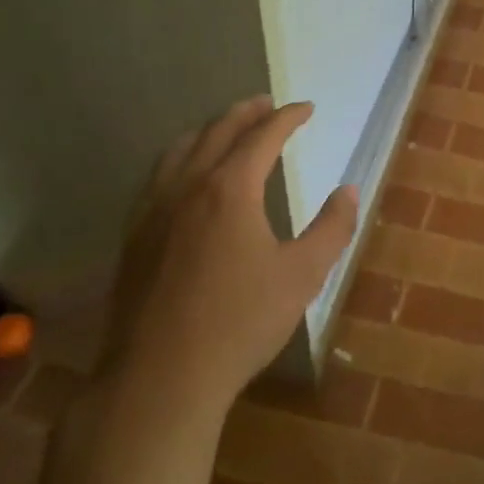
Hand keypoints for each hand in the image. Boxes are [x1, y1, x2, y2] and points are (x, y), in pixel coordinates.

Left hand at [108, 95, 356, 401]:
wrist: (159, 379)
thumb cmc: (239, 323)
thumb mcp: (303, 276)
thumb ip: (332, 228)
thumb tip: (349, 191)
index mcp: (231, 188)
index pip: (263, 135)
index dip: (288, 117)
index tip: (307, 108)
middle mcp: (188, 186)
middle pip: (218, 131)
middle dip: (247, 112)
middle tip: (268, 104)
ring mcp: (153, 210)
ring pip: (181, 149)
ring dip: (210, 130)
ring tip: (228, 128)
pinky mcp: (133, 236)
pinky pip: (158, 176)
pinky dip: (181, 158)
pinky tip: (186, 177)